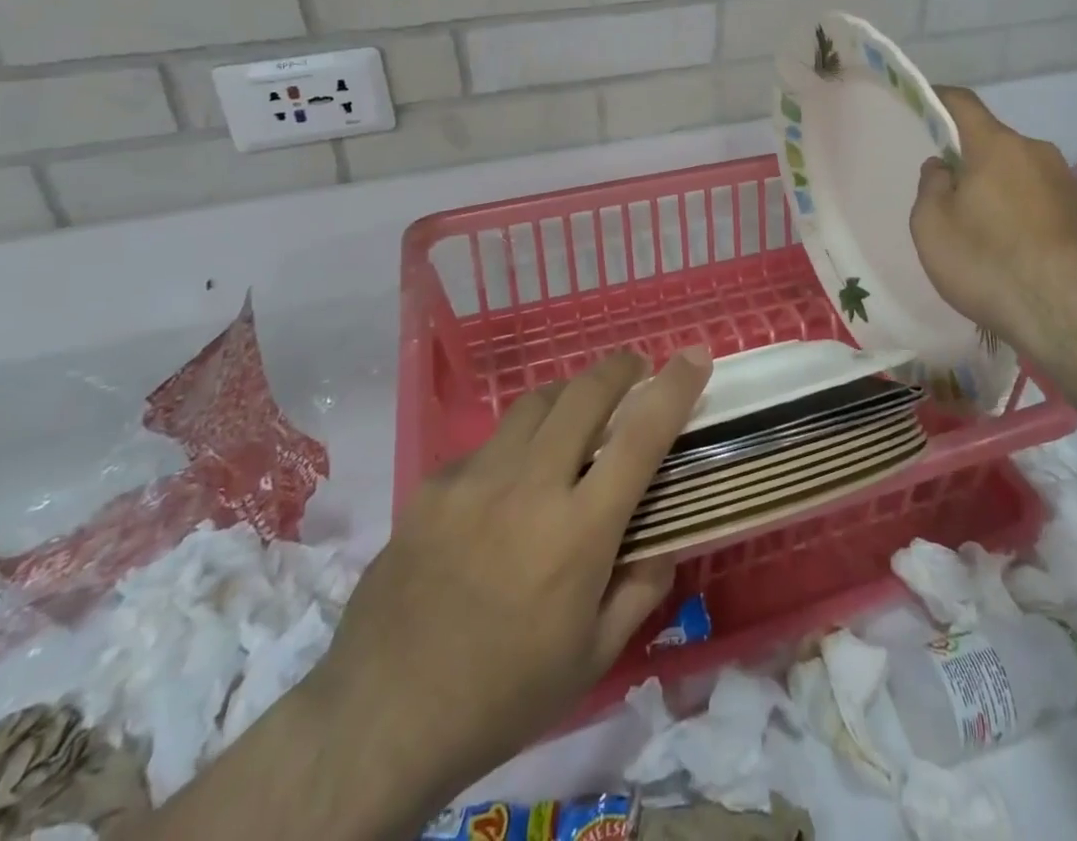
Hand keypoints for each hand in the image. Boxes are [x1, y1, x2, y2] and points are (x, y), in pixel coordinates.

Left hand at [305, 347, 711, 821]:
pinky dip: (513, 449)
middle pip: (584, 393)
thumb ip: (641, 588)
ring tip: (574, 420)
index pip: (641, 437)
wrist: (381, 720)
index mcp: (578, 532)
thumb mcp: (594, 658)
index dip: (674, 387)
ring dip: (566, 399)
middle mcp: (528, 488)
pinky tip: (503, 490)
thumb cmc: (503, 697)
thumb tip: (664, 539)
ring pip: (534, 404)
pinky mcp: (432, 486)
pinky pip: (487, 446)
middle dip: (619, 368)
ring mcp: (473, 480)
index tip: (695, 355)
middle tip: (635, 367)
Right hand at [910, 88, 1076, 377]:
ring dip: (1003, 191)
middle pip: (996, 144)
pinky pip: (1047, 204)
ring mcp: (1071, 185)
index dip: (940, 98)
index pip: (963, 104)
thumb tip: (944, 167)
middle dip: (973, 160)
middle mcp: (1039, 154)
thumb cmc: (989, 263)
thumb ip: (931, 187)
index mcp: (997, 147)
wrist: (1073, 316)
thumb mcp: (932, 227)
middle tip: (952, 198)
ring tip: (989, 235)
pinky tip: (1020, 254)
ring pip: (1024, 175)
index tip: (925, 102)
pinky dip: (1028, 217)